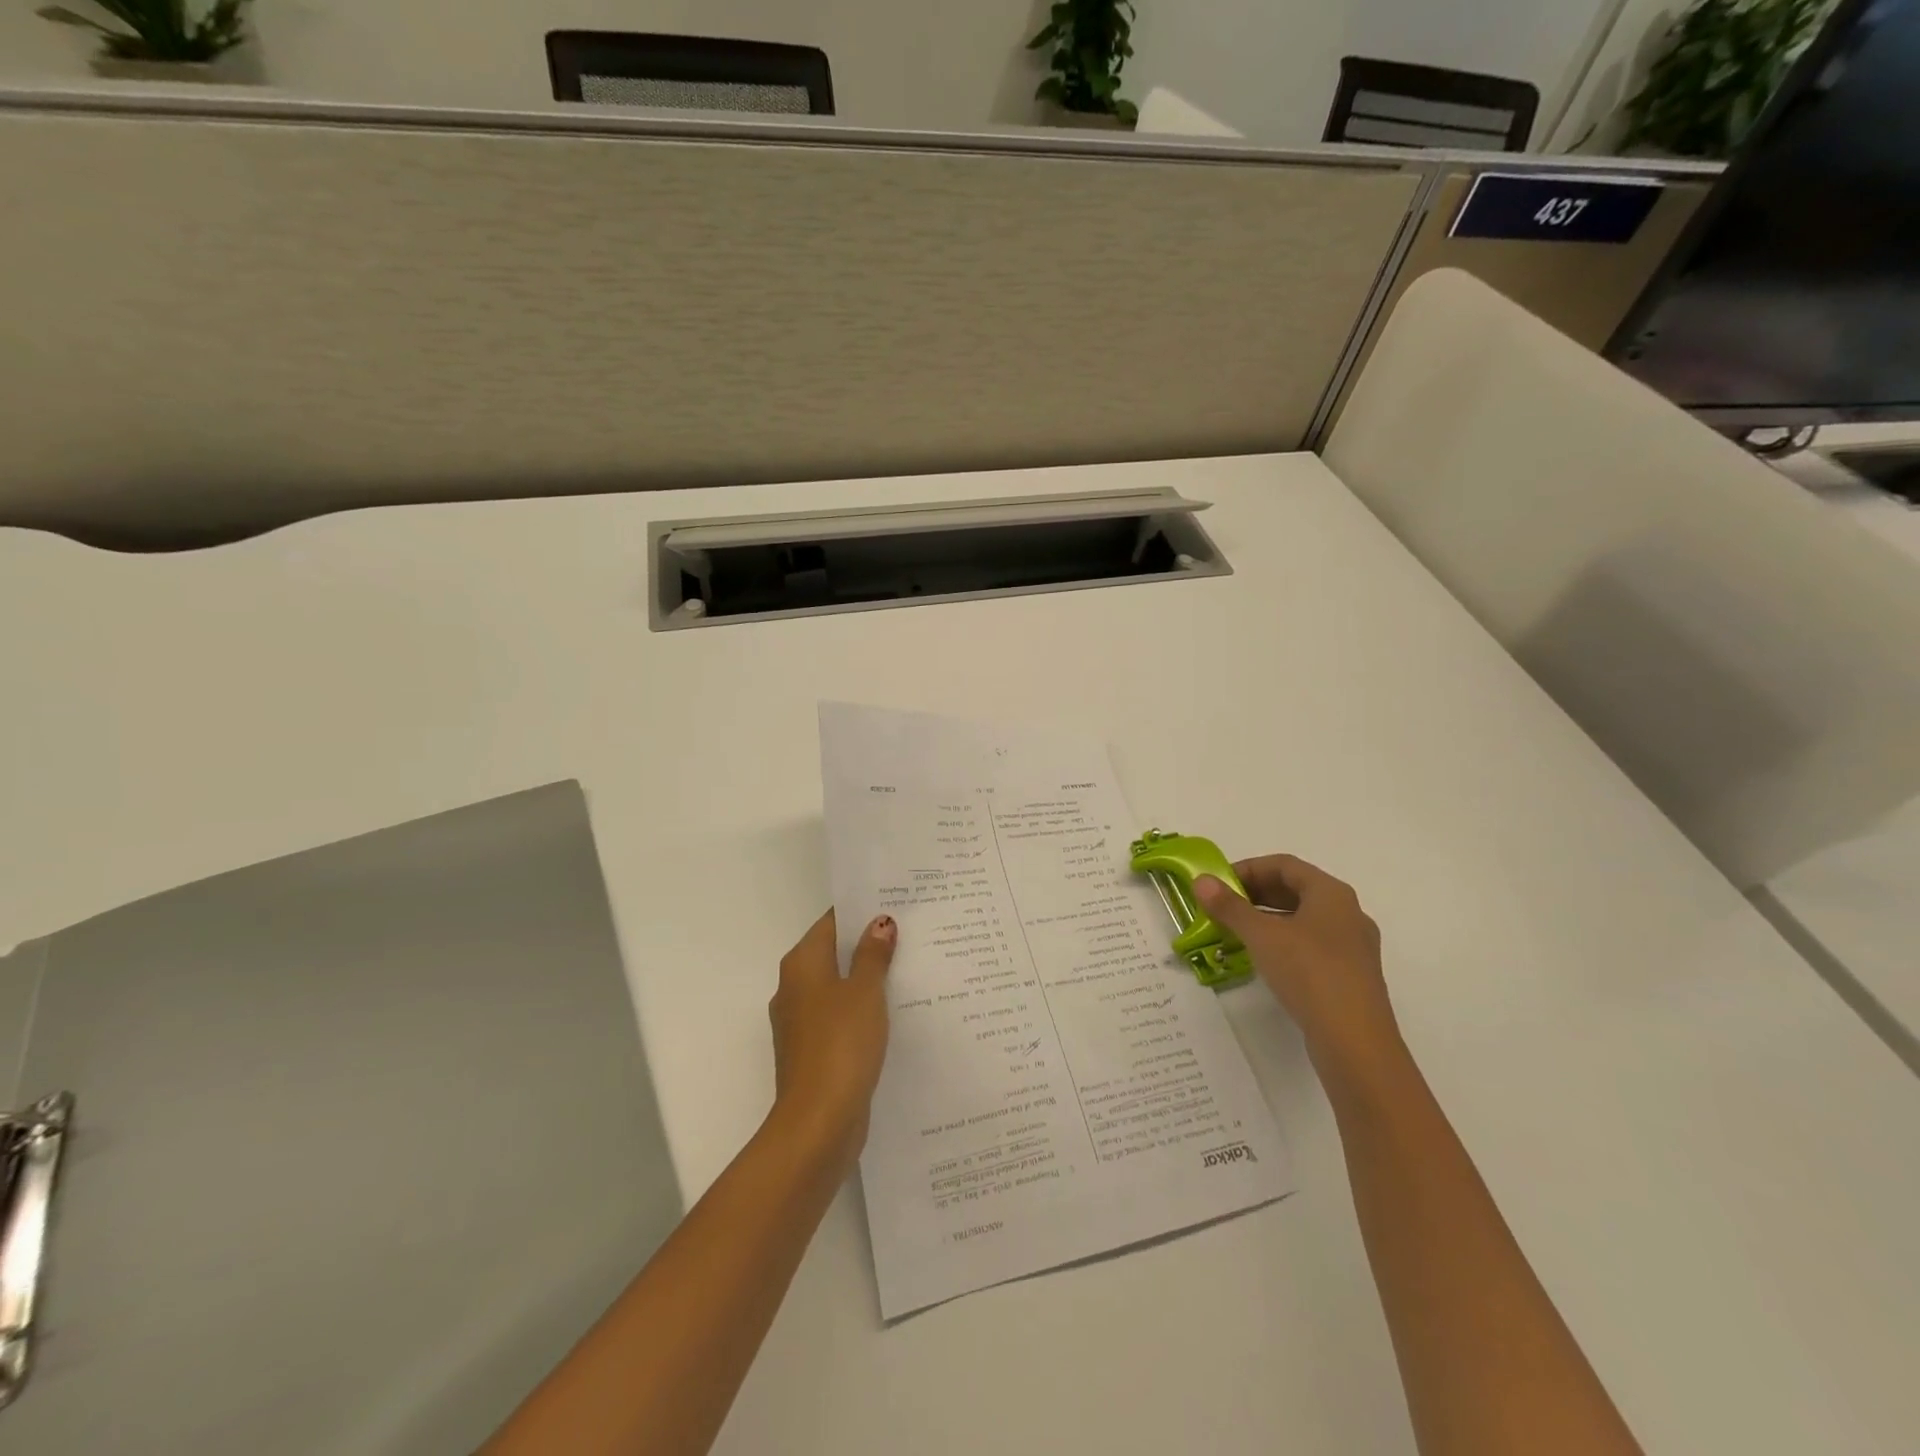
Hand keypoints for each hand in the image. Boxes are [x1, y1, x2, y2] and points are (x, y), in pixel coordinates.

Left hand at [767, 909, 896, 1175]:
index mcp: (801, 964)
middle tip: (911, 934)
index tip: (894, 905)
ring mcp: (801, 1023)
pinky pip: (840, 1018)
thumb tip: (879, 922)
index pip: (831, 923)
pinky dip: (862, 1011)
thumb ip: (872, 955)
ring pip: (838, 988)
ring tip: (911, 970)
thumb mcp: (864, 991)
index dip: (861, 912)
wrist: (818, 1122)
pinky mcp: (813, 1052)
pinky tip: (894, 1014)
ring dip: (867, 980)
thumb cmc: (841, 1044)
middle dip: (867, 945)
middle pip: (833, 954)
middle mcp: (793, 988)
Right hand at [1195, 856, 1399, 1076]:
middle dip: (1255, 894)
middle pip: (1295, 890)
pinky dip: (1283, 942)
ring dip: (1267, 919)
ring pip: (1303, 919)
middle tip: (1222, 907)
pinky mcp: (1351, 976)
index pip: (1284, 865)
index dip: (1247, 869)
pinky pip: (1312, 945)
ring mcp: (1353, 946)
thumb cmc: (1309, 973)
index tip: (1218, 885)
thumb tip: (1201, 881)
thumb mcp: (1261, 935)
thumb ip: (1230, 906)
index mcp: (1331, 893)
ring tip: (1235, 933)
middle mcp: (1348, 913)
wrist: (1355, 1041)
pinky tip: (1262, 960)